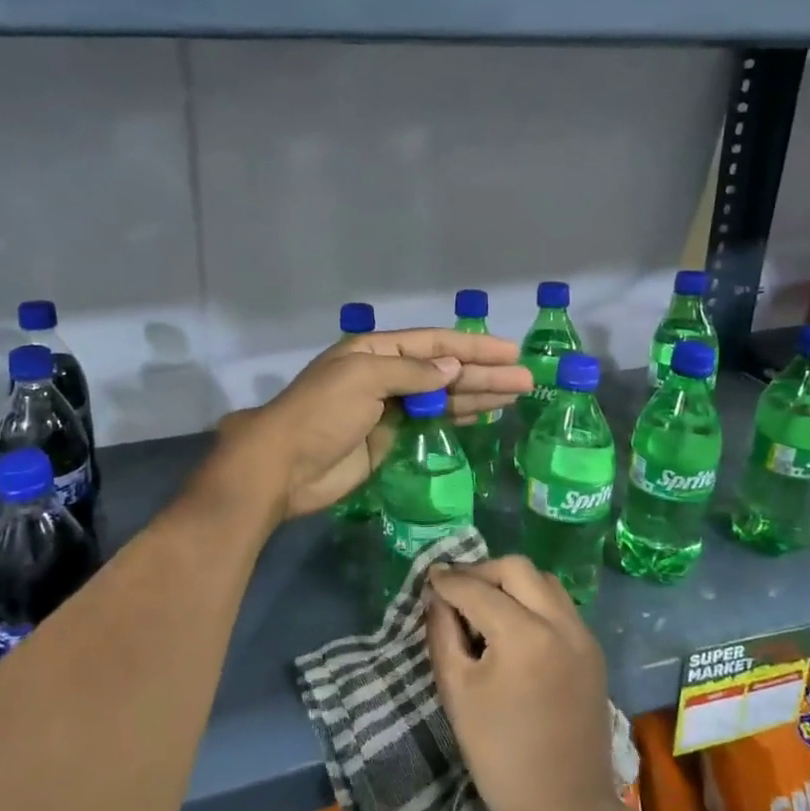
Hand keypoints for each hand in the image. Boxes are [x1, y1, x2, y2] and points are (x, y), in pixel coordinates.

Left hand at [214, 328, 531, 519]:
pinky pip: (431, 422)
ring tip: (517, 393)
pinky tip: (484, 413)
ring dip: (478, 393)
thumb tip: (452, 369)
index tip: (510, 351)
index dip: (473, 346)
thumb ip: (410, 373)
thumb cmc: (320, 414)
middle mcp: (385, 374)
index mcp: (375, 350)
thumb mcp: (363, 379)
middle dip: (485, 372)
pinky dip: (458, 416)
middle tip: (527, 379)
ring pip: (442, 396)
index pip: (433, 343)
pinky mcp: (390, 438)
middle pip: (443, 369)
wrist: (283, 467)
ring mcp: (388, 407)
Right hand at [425, 557, 619, 810]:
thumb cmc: (499, 755)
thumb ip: (442, 632)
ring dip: (510, 582)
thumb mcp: (457, 690)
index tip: (429, 577)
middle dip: (481, 572)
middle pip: (516, 568)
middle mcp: (560, 623)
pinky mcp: (593, 651)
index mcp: (524, 634)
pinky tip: (513, 626)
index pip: (477, 588)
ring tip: (484, 605)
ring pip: (543, 581)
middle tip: (456, 590)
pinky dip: (532, 601)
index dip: (448, 580)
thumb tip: (437, 597)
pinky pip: (560, 605)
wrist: (563, 809)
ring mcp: (583, 635)